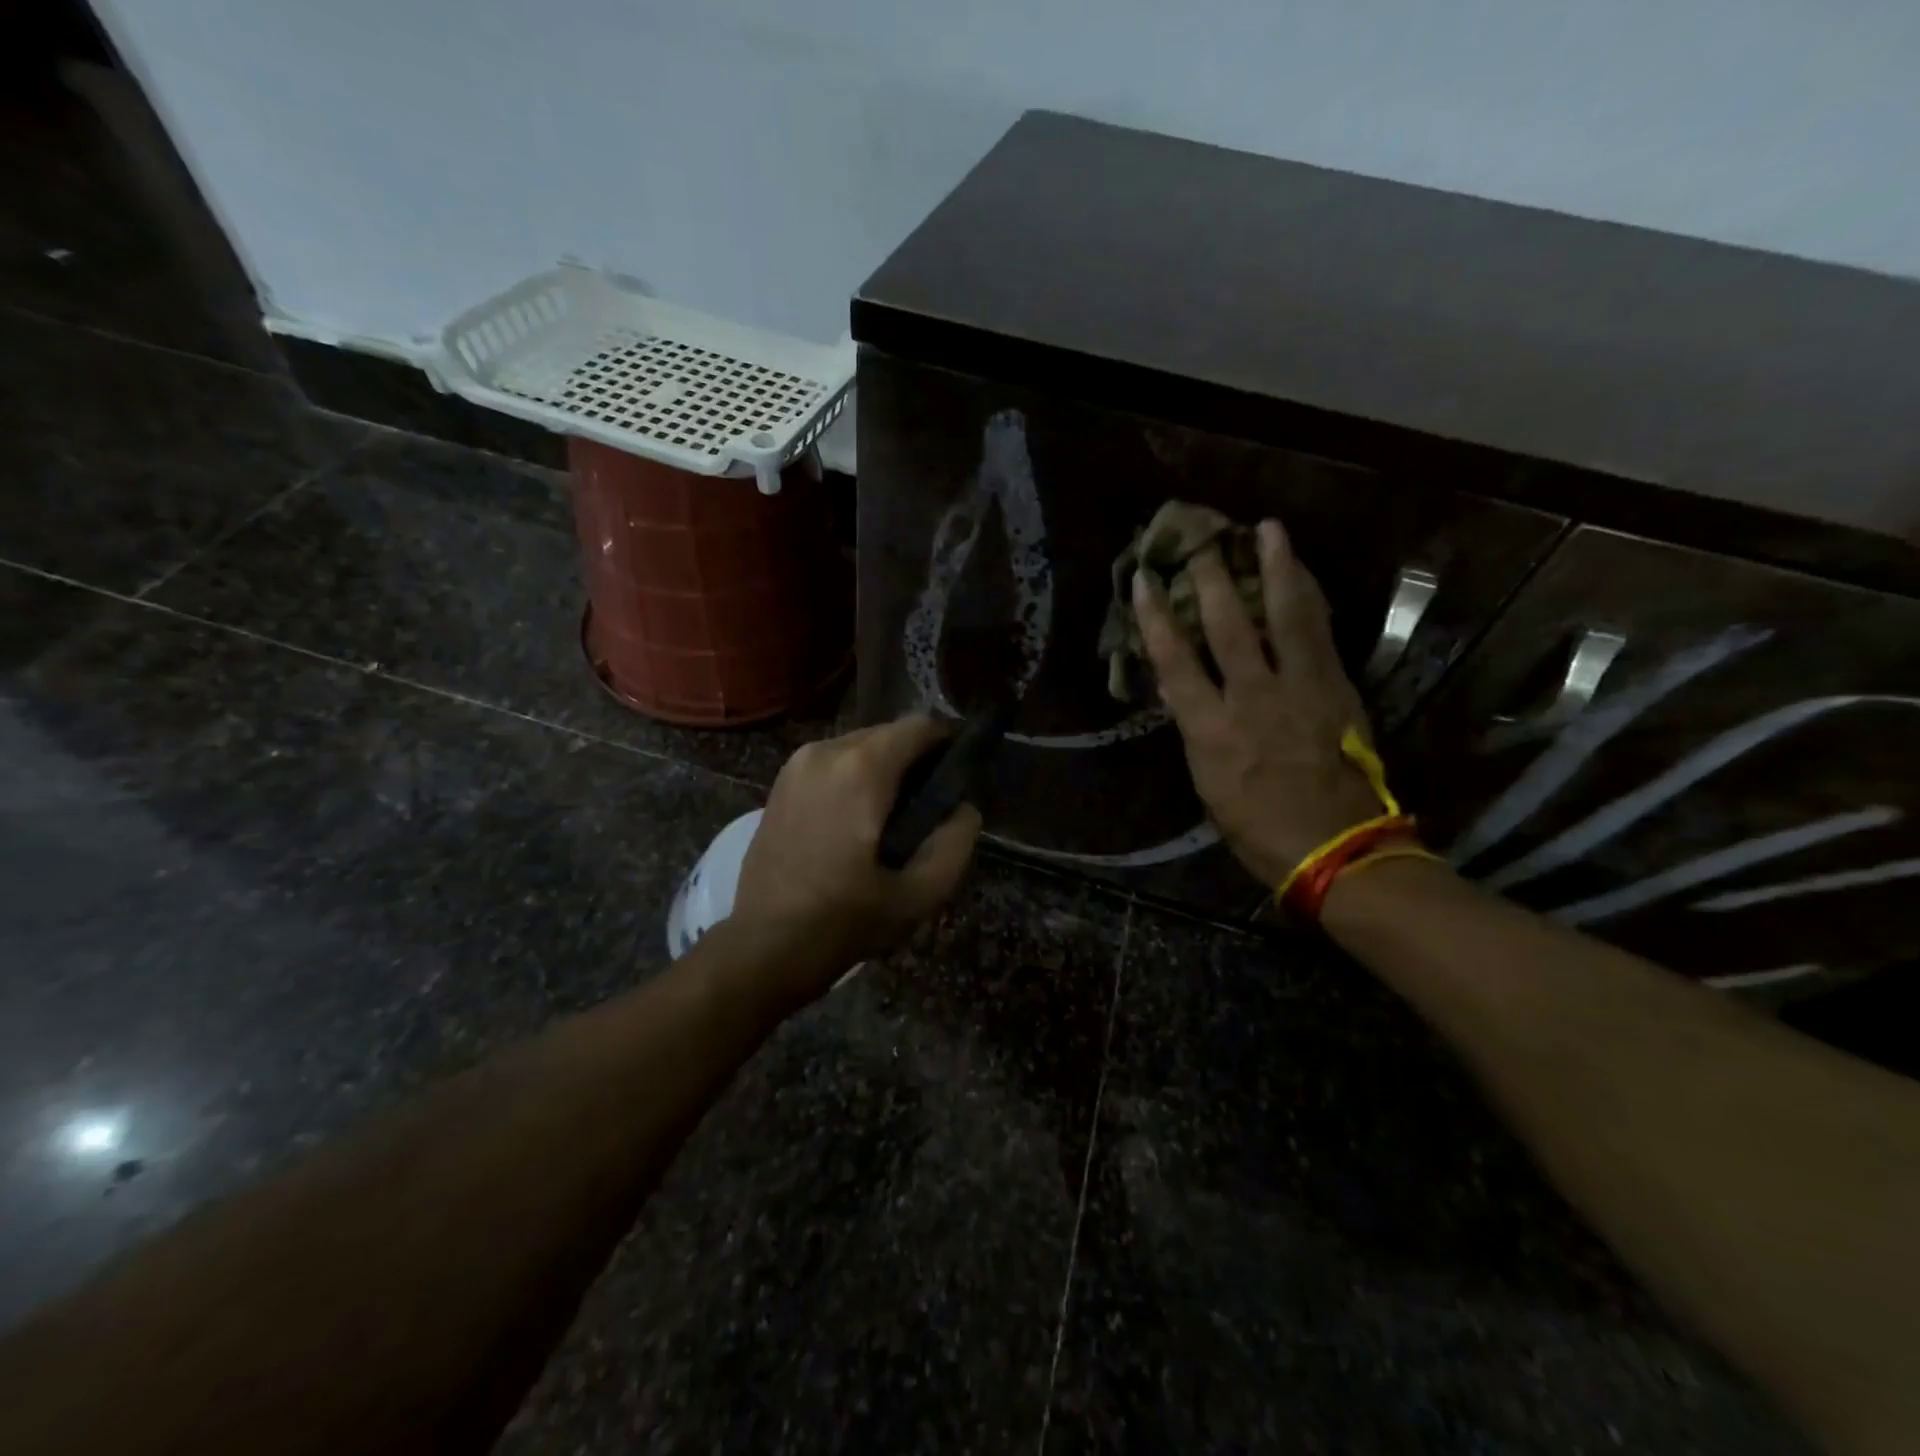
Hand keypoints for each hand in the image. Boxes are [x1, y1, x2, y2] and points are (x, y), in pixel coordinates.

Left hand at [733, 715, 981, 978]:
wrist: (763, 946)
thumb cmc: (844, 921)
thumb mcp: (919, 895)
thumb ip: (955, 842)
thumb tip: (965, 808)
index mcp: (861, 769)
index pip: (920, 726)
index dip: (948, 743)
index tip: (961, 774)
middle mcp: (826, 751)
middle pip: (889, 734)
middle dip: (916, 760)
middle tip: (930, 805)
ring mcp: (796, 764)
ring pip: (859, 746)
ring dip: (885, 769)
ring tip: (894, 816)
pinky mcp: (780, 782)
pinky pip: (832, 763)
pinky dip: (854, 777)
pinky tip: (858, 820)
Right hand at [1134, 519, 1383, 887]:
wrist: (1337, 849)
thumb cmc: (1259, 829)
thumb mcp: (1209, 786)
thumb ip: (1198, 733)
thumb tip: (1185, 692)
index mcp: (1211, 730)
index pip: (1174, 661)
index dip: (1155, 617)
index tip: (1144, 580)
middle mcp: (1252, 698)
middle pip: (1227, 626)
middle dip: (1211, 579)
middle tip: (1201, 541)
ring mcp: (1300, 688)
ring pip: (1284, 616)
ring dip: (1275, 568)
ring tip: (1267, 529)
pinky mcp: (1337, 689)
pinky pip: (1321, 633)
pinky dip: (1310, 599)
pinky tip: (1304, 575)